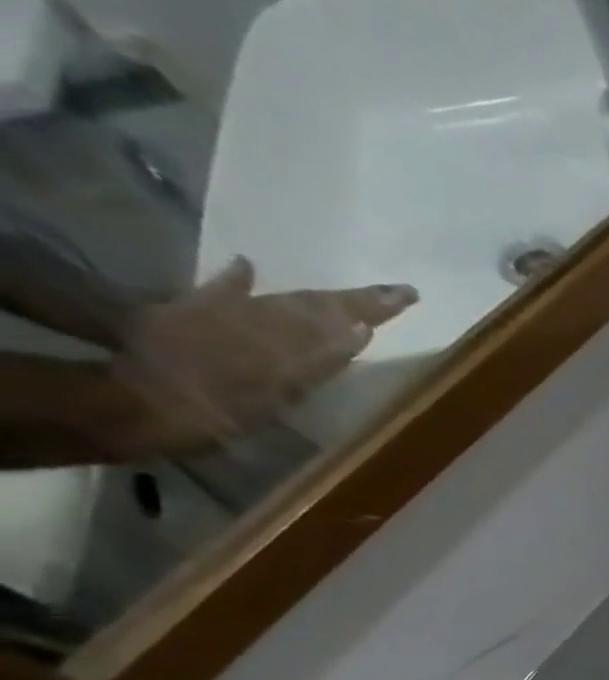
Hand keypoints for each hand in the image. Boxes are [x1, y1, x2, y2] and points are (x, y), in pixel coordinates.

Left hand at [105, 257, 416, 454]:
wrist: (128, 402)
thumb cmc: (210, 413)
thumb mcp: (275, 397)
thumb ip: (319, 363)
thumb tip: (360, 330)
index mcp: (285, 341)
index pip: (341, 319)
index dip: (375, 309)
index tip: (409, 294)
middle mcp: (260, 319)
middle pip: (316, 305)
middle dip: (357, 300)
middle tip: (395, 292)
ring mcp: (224, 315)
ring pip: (283, 300)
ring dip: (321, 298)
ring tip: (350, 295)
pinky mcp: (187, 313)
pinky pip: (221, 291)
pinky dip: (239, 281)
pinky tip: (249, 266)